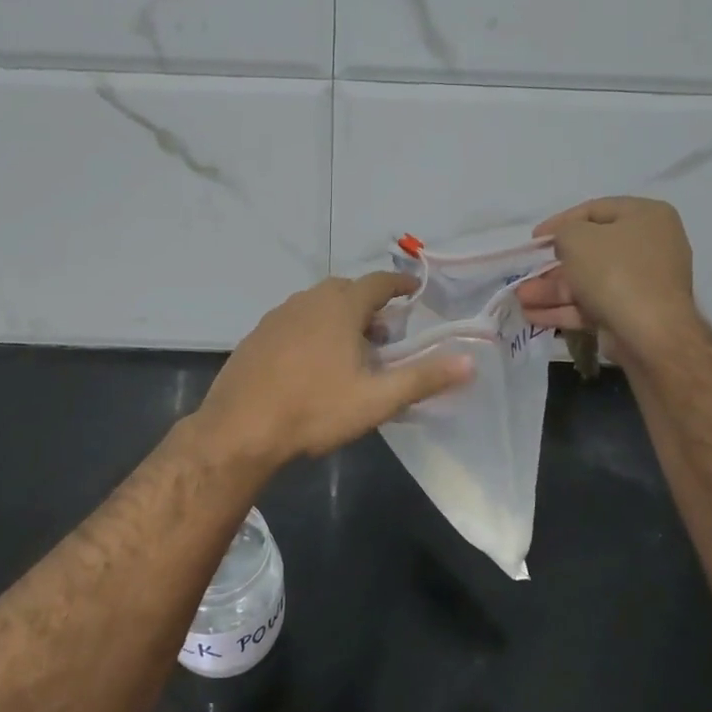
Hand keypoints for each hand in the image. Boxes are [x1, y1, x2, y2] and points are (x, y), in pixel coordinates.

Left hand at [196, 273, 472, 466]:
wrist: (240, 428)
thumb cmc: (315, 409)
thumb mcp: (377, 399)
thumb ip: (424, 378)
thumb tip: (471, 362)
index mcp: (340, 306)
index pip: (378, 282)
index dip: (399, 285)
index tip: (413, 293)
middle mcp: (308, 300)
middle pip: (347, 292)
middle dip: (370, 307)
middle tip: (385, 336)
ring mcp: (277, 316)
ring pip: (318, 306)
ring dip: (340, 319)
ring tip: (351, 353)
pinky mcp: (257, 336)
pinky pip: (294, 322)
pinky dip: (312, 331)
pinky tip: (311, 365)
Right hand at [516, 197, 703, 366]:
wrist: (649, 333)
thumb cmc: (615, 271)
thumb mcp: (578, 238)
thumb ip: (564, 232)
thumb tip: (565, 243)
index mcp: (646, 216)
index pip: (595, 210)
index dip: (560, 222)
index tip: (534, 239)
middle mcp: (649, 246)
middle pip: (590, 251)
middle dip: (551, 266)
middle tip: (526, 273)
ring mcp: (642, 283)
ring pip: (588, 282)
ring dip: (552, 290)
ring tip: (520, 300)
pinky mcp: (633, 313)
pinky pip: (594, 305)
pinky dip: (565, 309)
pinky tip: (534, 316)